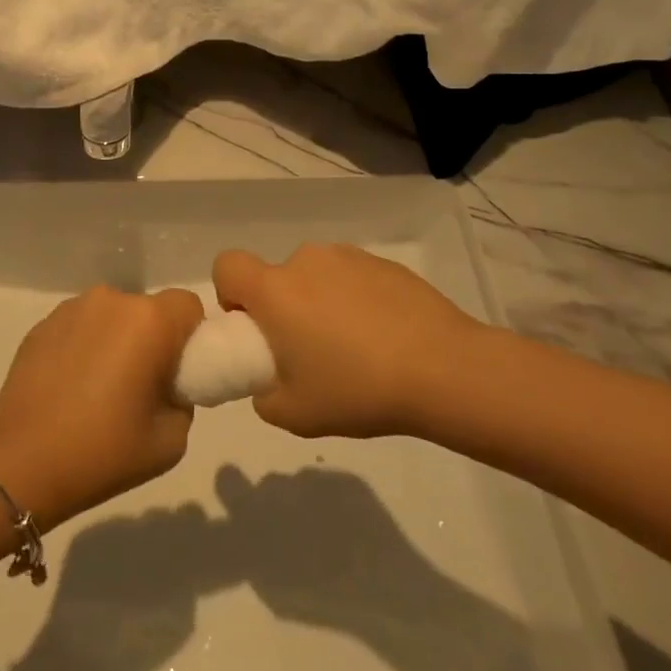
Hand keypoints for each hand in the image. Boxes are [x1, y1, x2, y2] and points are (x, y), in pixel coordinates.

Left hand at [0, 286, 203, 529]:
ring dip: (117, 339)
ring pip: (112, 316)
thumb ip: (183, 400)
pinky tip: (71, 386)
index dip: (191, 336)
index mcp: (148, 321)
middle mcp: (111, 300)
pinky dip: (85, 346)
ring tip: (100, 388)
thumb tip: (168, 385)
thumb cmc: (104, 452)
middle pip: (148, 310)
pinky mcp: (42, 324)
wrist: (22, 464)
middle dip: (153, 339)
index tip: (179, 372)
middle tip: (141, 386)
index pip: (188, 306)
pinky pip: (81, 326)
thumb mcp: (172, 440)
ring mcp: (71, 309)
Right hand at [212, 244, 476, 437]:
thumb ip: (264, 396)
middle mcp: (305, 261)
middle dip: (283, 308)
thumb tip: (267, 382)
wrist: (443, 369)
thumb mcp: (295, 414)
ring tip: (355, 348)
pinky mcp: (384, 263)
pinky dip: (356, 301)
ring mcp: (348, 257)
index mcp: (275, 289)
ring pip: (316, 277)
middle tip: (310, 352)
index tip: (254, 328)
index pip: (227, 265)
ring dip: (320, 303)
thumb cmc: (357, 389)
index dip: (230, 294)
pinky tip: (385, 338)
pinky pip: (352, 278)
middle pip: (276, 276)